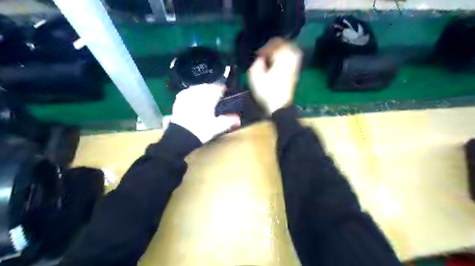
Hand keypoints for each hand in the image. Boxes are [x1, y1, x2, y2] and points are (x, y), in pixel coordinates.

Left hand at [171, 84, 241, 142]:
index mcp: (208, 99)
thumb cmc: (201, 130)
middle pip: (206, 86)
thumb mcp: (217, 127)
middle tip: (216, 91)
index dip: (221, 88)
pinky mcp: (179, 102)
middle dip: (211, 88)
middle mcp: (197, 95)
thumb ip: (228, 121)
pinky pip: (186, 92)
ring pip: (196, 88)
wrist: (180, 136)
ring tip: (205, 92)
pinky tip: (192, 95)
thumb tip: (238, 119)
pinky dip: (191, 92)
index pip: (216, 88)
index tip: (224, 89)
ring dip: (202, 89)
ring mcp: (187, 97)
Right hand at [247, 37, 301, 114]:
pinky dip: (285, 56)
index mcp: (281, 58)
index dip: (264, 47)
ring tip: (271, 56)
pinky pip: (292, 57)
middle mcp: (291, 59)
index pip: (274, 44)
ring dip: (280, 50)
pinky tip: (278, 62)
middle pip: (284, 44)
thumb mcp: (254, 76)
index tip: (257, 55)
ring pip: (290, 49)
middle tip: (265, 53)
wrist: (279, 106)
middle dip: (273, 46)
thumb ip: (257, 62)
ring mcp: (295, 65)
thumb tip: (261, 59)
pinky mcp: (295, 72)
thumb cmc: (266, 91)